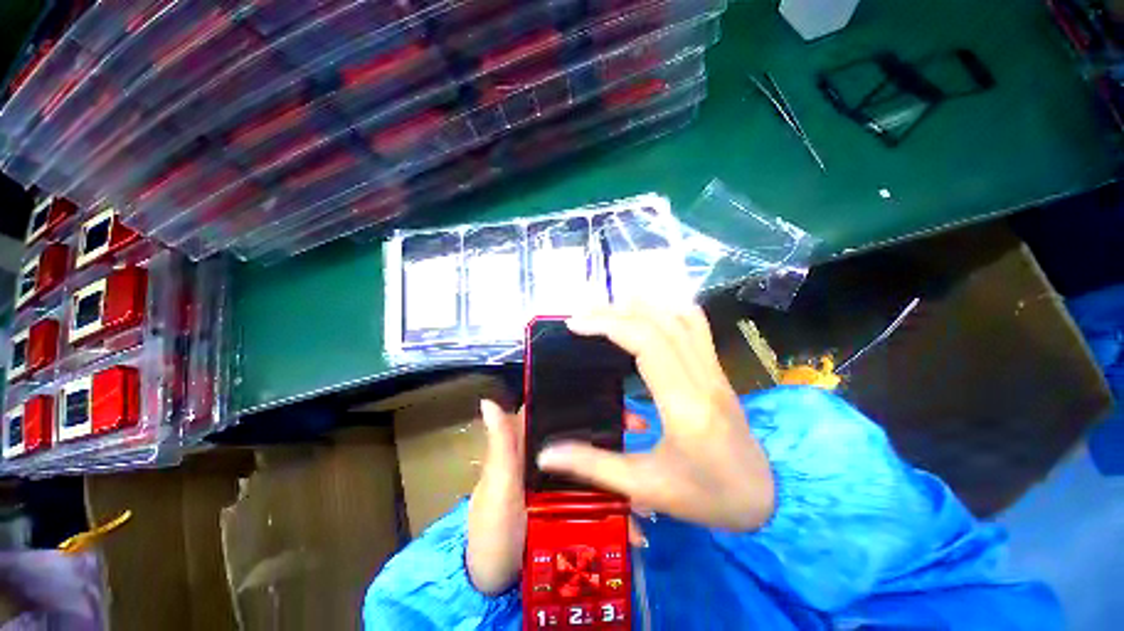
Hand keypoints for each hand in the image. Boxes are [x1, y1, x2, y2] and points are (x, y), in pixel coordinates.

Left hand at [466, 402, 649, 593]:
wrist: (496, 585)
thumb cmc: (491, 529)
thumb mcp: (497, 486)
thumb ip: (499, 446)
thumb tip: (488, 401)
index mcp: (527, 443)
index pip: (556, 410)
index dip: (583, 400)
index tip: (615, 402)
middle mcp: (547, 456)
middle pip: (582, 435)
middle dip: (611, 432)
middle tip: (640, 429)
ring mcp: (561, 481)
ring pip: (594, 466)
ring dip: (619, 471)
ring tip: (644, 483)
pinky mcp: (572, 506)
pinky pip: (597, 497)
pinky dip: (616, 504)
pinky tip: (635, 521)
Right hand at [538, 304, 775, 531]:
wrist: (763, 499)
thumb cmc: (705, 498)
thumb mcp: (644, 487)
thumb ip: (592, 466)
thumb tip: (546, 454)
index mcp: (684, 406)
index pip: (646, 343)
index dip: (608, 324)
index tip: (575, 323)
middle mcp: (703, 378)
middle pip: (659, 323)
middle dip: (616, 312)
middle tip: (583, 315)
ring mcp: (715, 370)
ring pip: (680, 317)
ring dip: (642, 306)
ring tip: (609, 309)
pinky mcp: (717, 369)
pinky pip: (696, 325)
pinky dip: (668, 310)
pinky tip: (648, 314)